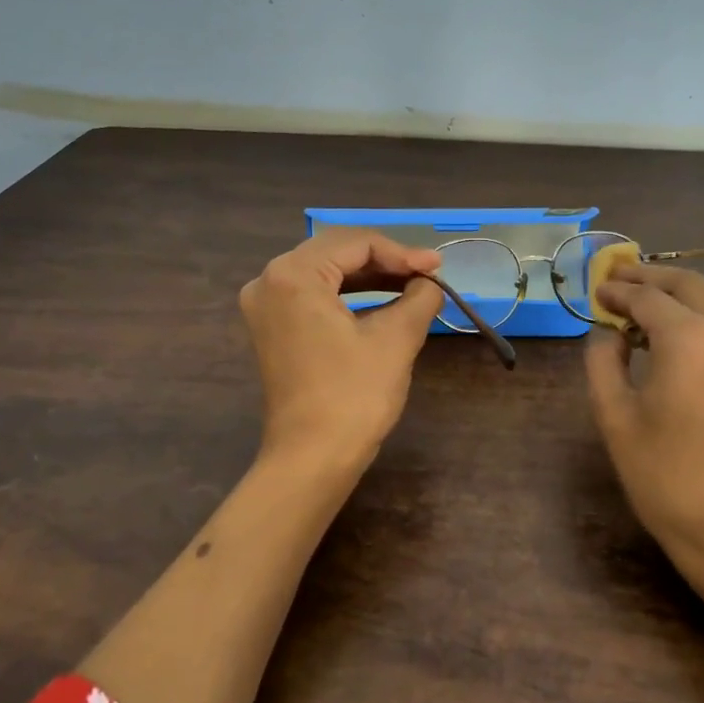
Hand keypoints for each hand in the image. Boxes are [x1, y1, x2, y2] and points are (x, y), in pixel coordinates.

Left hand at [239, 230, 444, 467]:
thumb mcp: (395, 340)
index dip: (402, 253)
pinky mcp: (271, 329)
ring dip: (368, 277)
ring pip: (324, 273)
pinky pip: (312, 296)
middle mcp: (268, 281)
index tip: (438, 267)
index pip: (355, 243)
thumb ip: (419, 298)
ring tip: (412, 285)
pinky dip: (348, 296)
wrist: (312, 458)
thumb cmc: (353, 395)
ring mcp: (264, 307)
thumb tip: (430, 283)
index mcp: (293, 275)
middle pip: (335, 252)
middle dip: (385, 261)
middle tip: (427, 273)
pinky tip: (381, 302)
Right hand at [584, 263, 703, 589]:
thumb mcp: (615, 418)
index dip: (617, 291)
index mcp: (689, 339)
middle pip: (687, 283)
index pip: (646, 297)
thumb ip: (603, 363)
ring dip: (680, 289)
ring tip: (648, 300)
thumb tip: (608, 334)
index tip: (595, 291)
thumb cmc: (666, 478)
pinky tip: (681, 329)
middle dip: (649, 277)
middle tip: (617, 281)